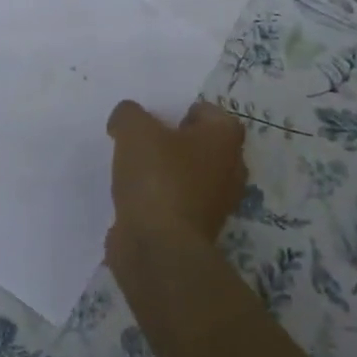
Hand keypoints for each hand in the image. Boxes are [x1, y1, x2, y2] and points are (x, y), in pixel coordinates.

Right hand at [105, 100, 247, 245]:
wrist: (158, 246)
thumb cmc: (156, 177)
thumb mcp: (133, 129)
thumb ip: (129, 114)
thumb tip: (126, 120)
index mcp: (225, 140)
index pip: (209, 113)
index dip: (181, 111)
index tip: (155, 118)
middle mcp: (231, 170)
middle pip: (202, 146)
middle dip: (175, 142)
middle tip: (144, 141)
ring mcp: (217, 204)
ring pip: (191, 176)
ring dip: (168, 172)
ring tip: (135, 169)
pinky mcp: (198, 229)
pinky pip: (179, 203)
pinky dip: (161, 199)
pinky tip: (136, 198)